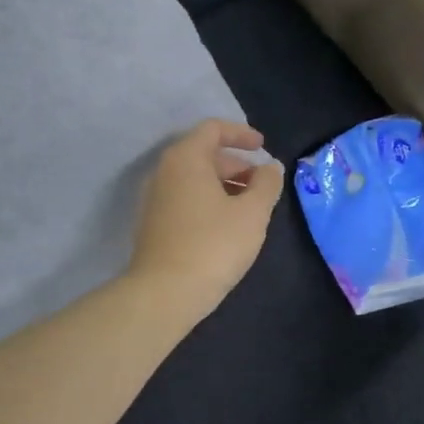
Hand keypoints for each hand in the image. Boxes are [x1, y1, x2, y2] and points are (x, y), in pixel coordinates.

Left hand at [128, 119, 284, 322]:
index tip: (263, 146)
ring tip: (250, 207)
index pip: (213, 129)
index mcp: (186, 159)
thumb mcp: (252, 213)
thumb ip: (266, 184)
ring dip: (224, 185)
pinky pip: (185, 199)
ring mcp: (154, 199)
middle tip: (262, 184)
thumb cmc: (213, 245)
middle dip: (236, 164)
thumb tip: (270, 169)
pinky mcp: (153, 224)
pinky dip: (209, 201)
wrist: (164, 294)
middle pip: (203, 154)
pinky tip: (227, 226)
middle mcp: (164, 172)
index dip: (241, 133)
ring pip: (194, 179)